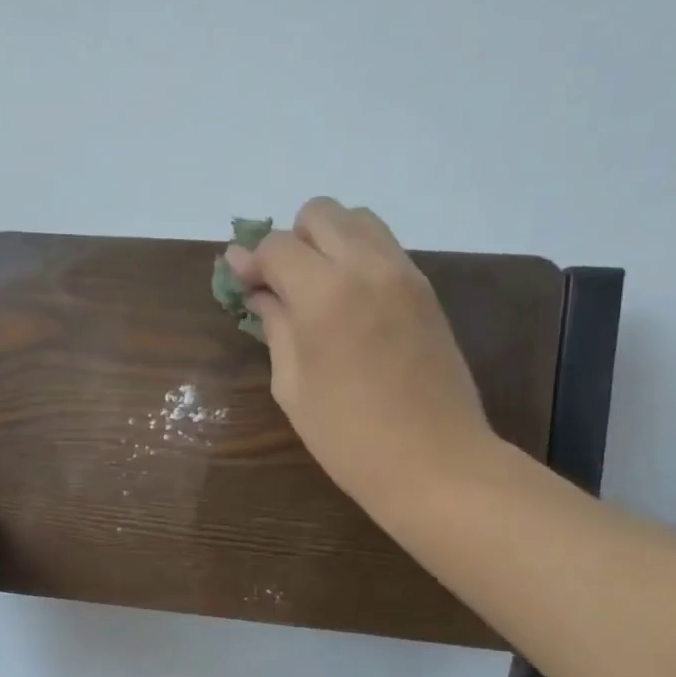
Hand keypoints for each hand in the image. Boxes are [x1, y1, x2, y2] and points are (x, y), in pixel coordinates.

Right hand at [225, 198, 495, 524]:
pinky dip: (357, 257)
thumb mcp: (293, 386)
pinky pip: (384, 248)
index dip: (250, 260)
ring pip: (358, 220)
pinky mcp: (426, 290)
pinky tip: (348, 302)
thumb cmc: (349, 436)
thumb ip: (275, 326)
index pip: (277, 246)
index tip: (240, 283)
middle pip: (320, 214)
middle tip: (280, 284)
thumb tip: (259, 292)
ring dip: (328, 241)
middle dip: (291, 240)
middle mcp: (367, 267)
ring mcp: (404, 274)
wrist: (435, 462)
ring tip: (316, 287)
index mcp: (325, 293)